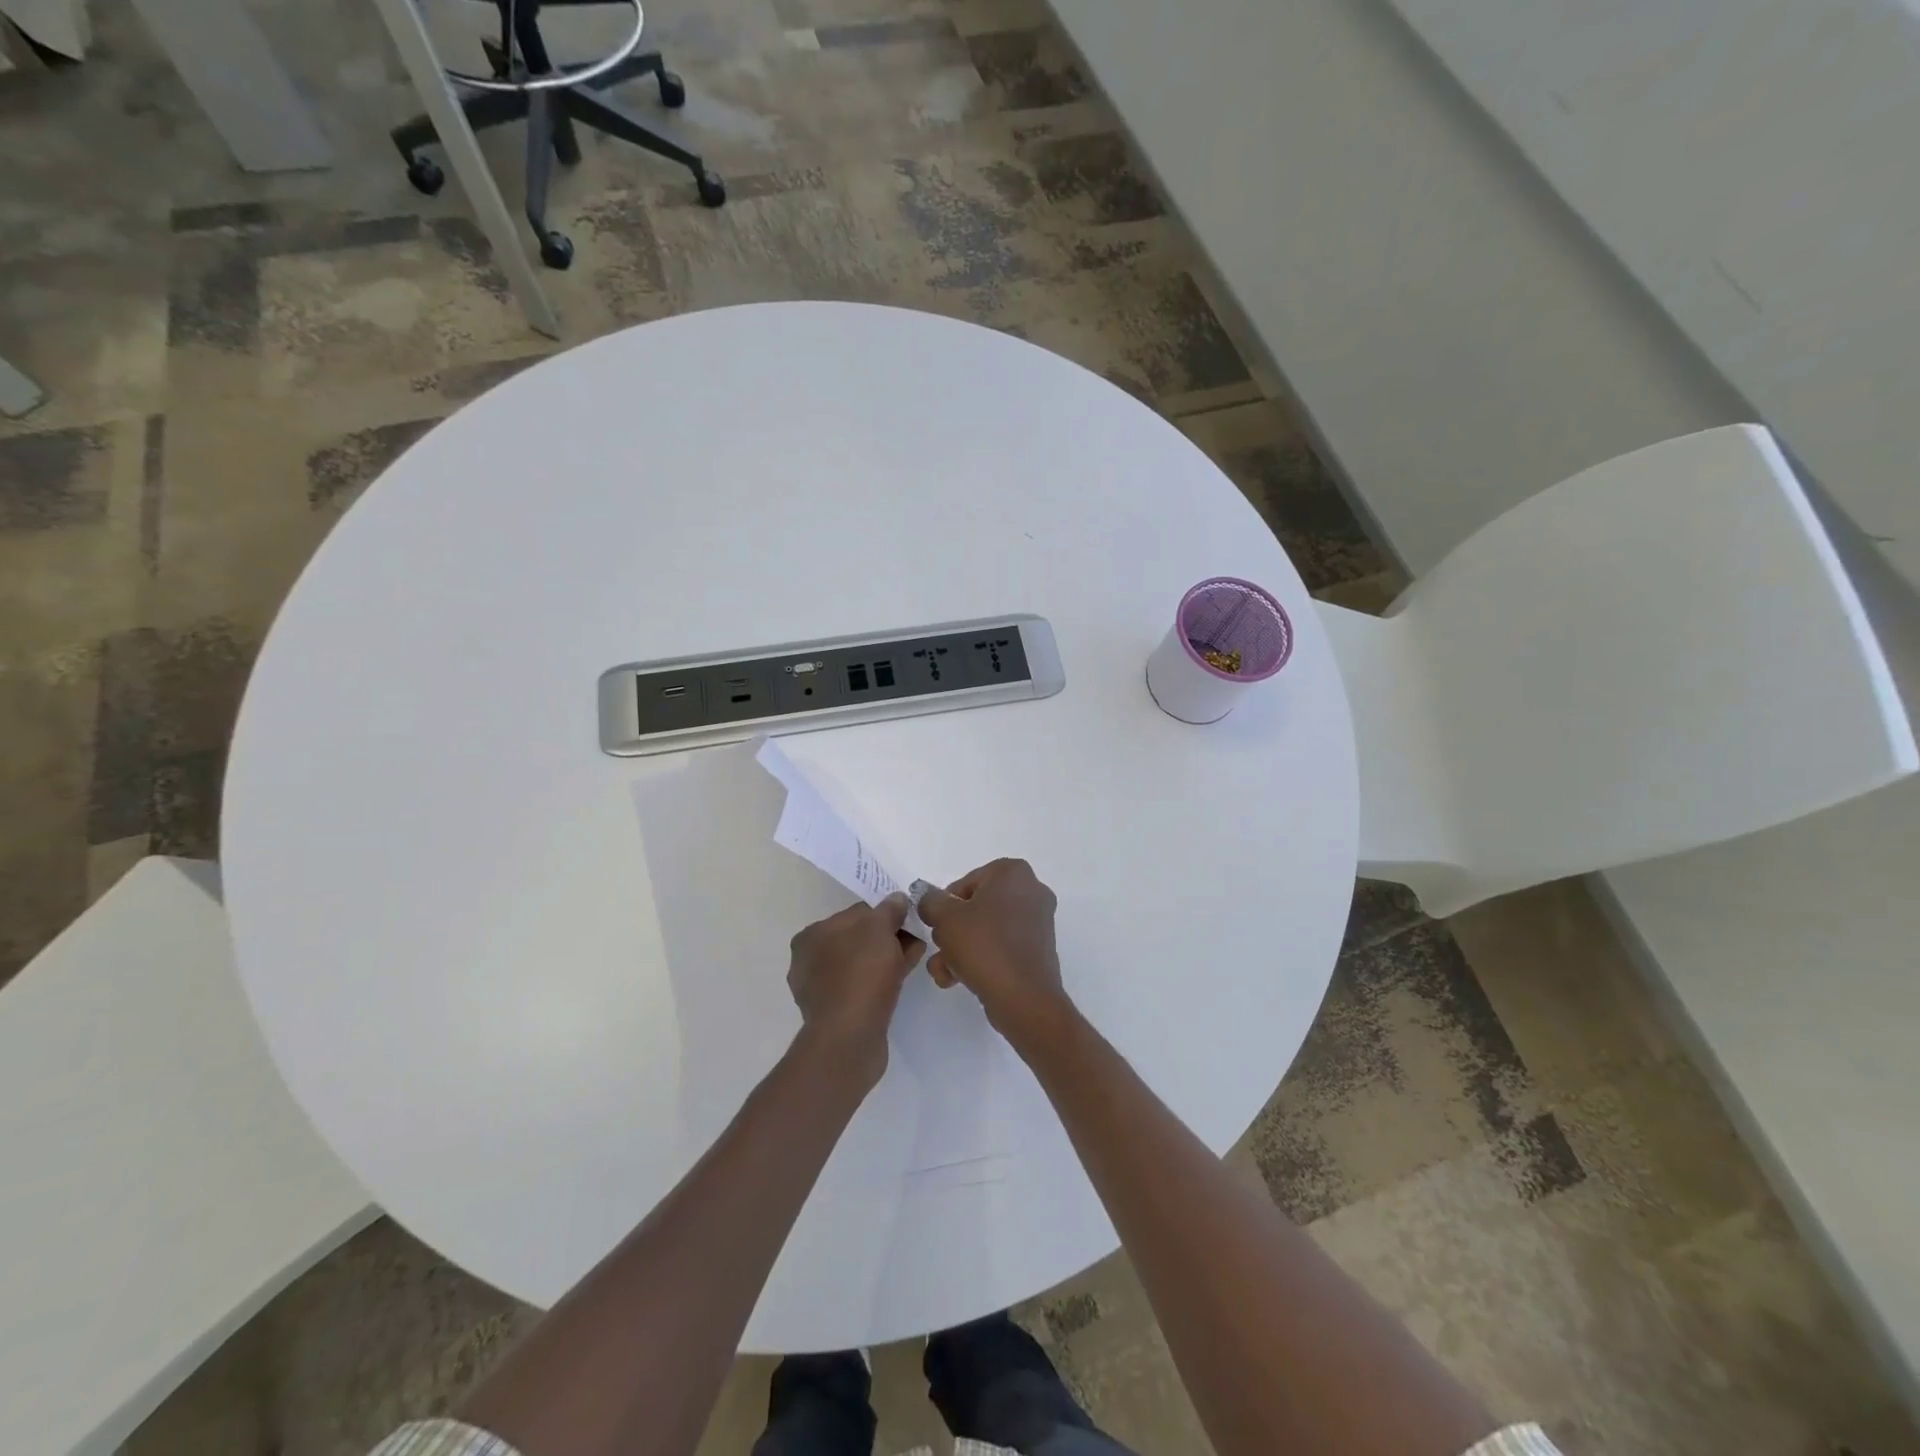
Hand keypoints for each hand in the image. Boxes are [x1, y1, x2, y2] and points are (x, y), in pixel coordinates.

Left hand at [787, 894, 924, 1080]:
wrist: (849, 1038)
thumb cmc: (860, 973)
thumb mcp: (879, 929)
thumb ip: (889, 909)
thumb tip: (897, 899)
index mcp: (811, 935)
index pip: (856, 913)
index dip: (886, 914)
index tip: (909, 920)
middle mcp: (810, 960)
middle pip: (859, 939)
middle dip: (889, 937)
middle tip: (917, 939)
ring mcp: (821, 989)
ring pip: (863, 963)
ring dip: (889, 957)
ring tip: (916, 956)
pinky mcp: (835, 1013)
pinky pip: (863, 985)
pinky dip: (882, 979)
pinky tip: (903, 978)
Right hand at [916, 859, 1076, 1051]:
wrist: (1023, 997)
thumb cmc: (984, 945)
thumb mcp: (944, 917)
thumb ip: (930, 901)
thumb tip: (931, 901)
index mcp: (1013, 873)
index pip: (967, 881)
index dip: (946, 904)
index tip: (937, 924)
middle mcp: (1032, 892)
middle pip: (976, 907)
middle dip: (953, 931)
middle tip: (941, 948)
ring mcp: (1038, 923)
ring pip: (986, 931)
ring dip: (960, 949)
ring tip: (944, 971)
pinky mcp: (1037, 952)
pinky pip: (1001, 948)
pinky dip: (980, 960)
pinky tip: (958, 980)